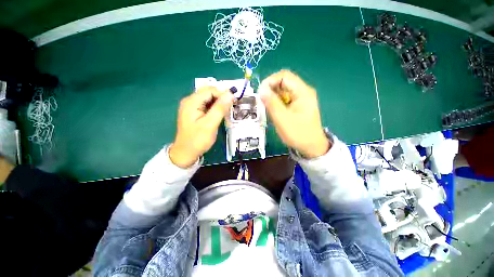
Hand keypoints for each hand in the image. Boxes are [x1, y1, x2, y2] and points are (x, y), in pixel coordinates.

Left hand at [169, 87, 233, 167]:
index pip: (210, 90)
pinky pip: (207, 106)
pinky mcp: (195, 113)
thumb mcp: (210, 124)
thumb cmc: (197, 140)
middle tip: (231, 107)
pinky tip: (220, 115)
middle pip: (209, 93)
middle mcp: (190, 101)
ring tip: (227, 112)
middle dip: (221, 98)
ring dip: (219, 104)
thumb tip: (230, 95)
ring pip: (209, 100)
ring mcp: (192, 107)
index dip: (223, 94)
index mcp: (192, 102)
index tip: (234, 102)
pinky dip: (215, 109)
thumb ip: (220, 109)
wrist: (186, 153)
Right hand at [259, 70, 330, 158]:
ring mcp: (301, 98)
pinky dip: (277, 101)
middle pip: (284, 82)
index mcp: (303, 92)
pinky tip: (273, 110)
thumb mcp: (283, 119)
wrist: (311, 147)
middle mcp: (303, 91)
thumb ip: (272, 104)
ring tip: (266, 106)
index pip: (284, 76)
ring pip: (283, 90)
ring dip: (273, 96)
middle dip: (270, 89)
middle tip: (262, 100)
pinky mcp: (298, 105)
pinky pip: (285, 98)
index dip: (270, 81)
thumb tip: (261, 90)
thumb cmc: (298, 134)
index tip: (260, 92)